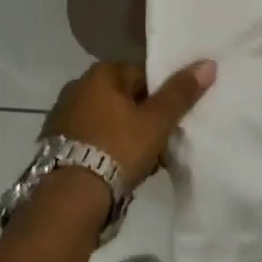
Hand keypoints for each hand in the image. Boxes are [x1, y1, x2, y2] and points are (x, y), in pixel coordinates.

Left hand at [43, 59, 217, 190]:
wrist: (69, 199)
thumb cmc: (116, 149)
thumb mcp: (156, 122)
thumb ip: (181, 93)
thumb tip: (208, 63)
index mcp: (101, 73)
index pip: (142, 75)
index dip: (160, 98)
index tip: (170, 123)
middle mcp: (78, 86)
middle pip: (123, 98)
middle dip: (142, 119)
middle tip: (159, 146)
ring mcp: (62, 115)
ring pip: (106, 121)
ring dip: (122, 137)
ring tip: (140, 165)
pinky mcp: (53, 143)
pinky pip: (89, 140)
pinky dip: (103, 150)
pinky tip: (114, 173)